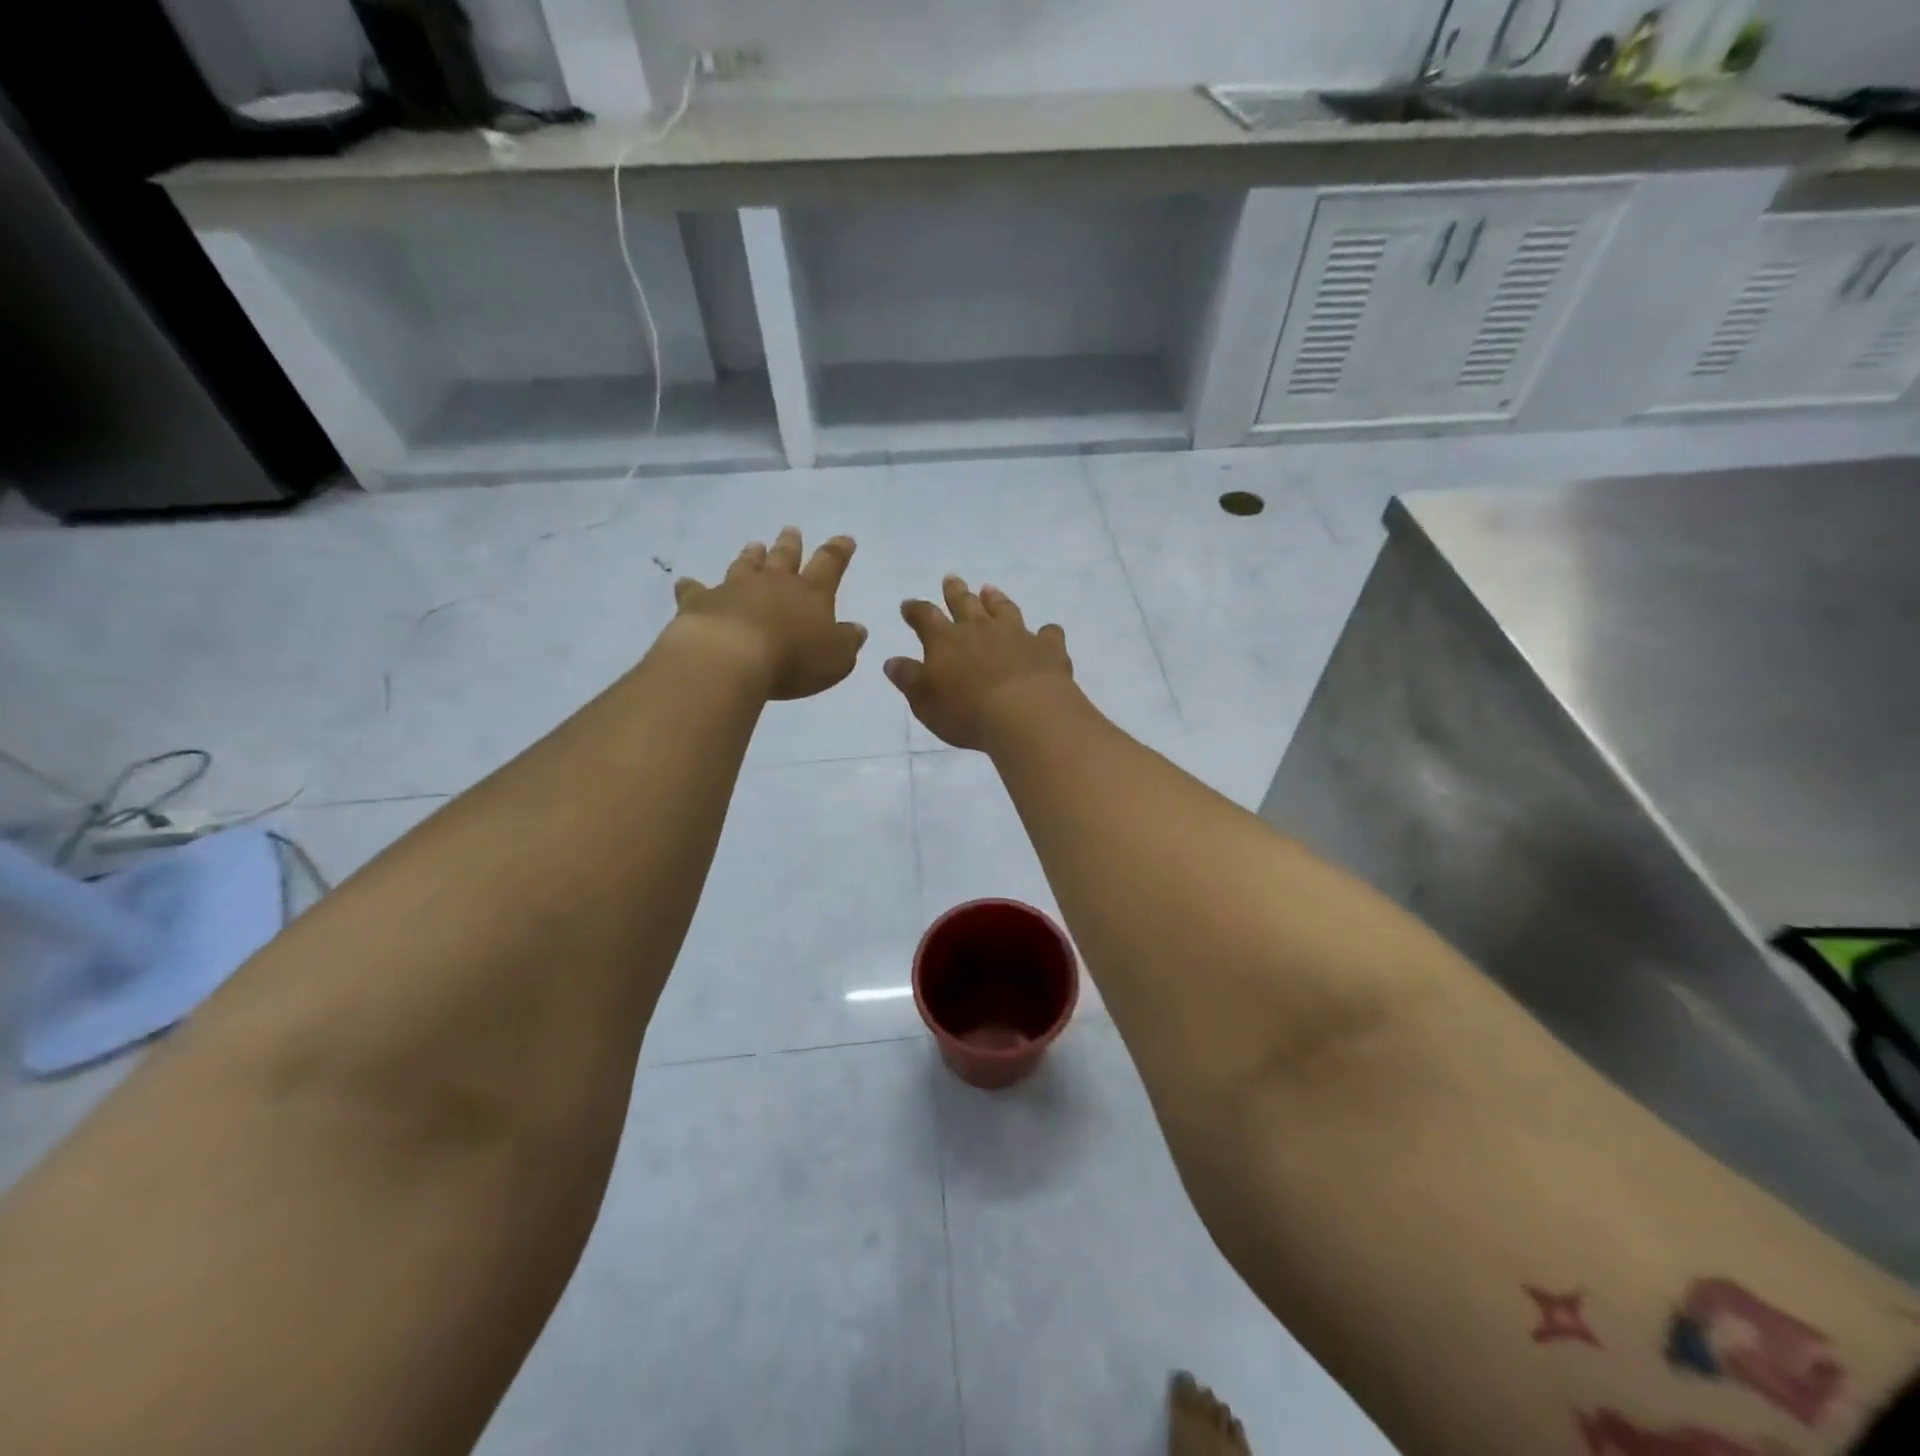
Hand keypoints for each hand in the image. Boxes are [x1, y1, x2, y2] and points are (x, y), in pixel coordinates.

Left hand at [672, 527, 867, 700]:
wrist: (731, 657)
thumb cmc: (793, 659)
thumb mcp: (836, 658)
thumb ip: (848, 641)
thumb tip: (857, 628)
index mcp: (811, 593)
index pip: (830, 564)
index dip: (839, 551)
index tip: (845, 538)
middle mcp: (774, 582)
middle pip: (785, 556)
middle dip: (791, 544)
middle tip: (791, 530)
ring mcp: (735, 588)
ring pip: (745, 564)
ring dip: (751, 555)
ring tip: (754, 546)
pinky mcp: (702, 601)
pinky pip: (695, 589)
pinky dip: (693, 586)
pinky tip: (687, 583)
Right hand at [883, 576, 1073, 749]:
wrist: (1025, 714)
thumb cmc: (966, 712)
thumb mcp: (925, 701)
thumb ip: (909, 679)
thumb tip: (892, 661)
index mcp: (945, 640)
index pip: (925, 617)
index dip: (915, 610)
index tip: (908, 605)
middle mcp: (980, 629)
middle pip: (965, 602)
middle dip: (955, 591)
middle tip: (951, 579)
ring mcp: (1017, 634)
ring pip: (1004, 609)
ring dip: (995, 599)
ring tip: (990, 590)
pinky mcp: (1047, 648)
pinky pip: (1048, 634)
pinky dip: (1046, 633)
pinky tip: (1047, 634)